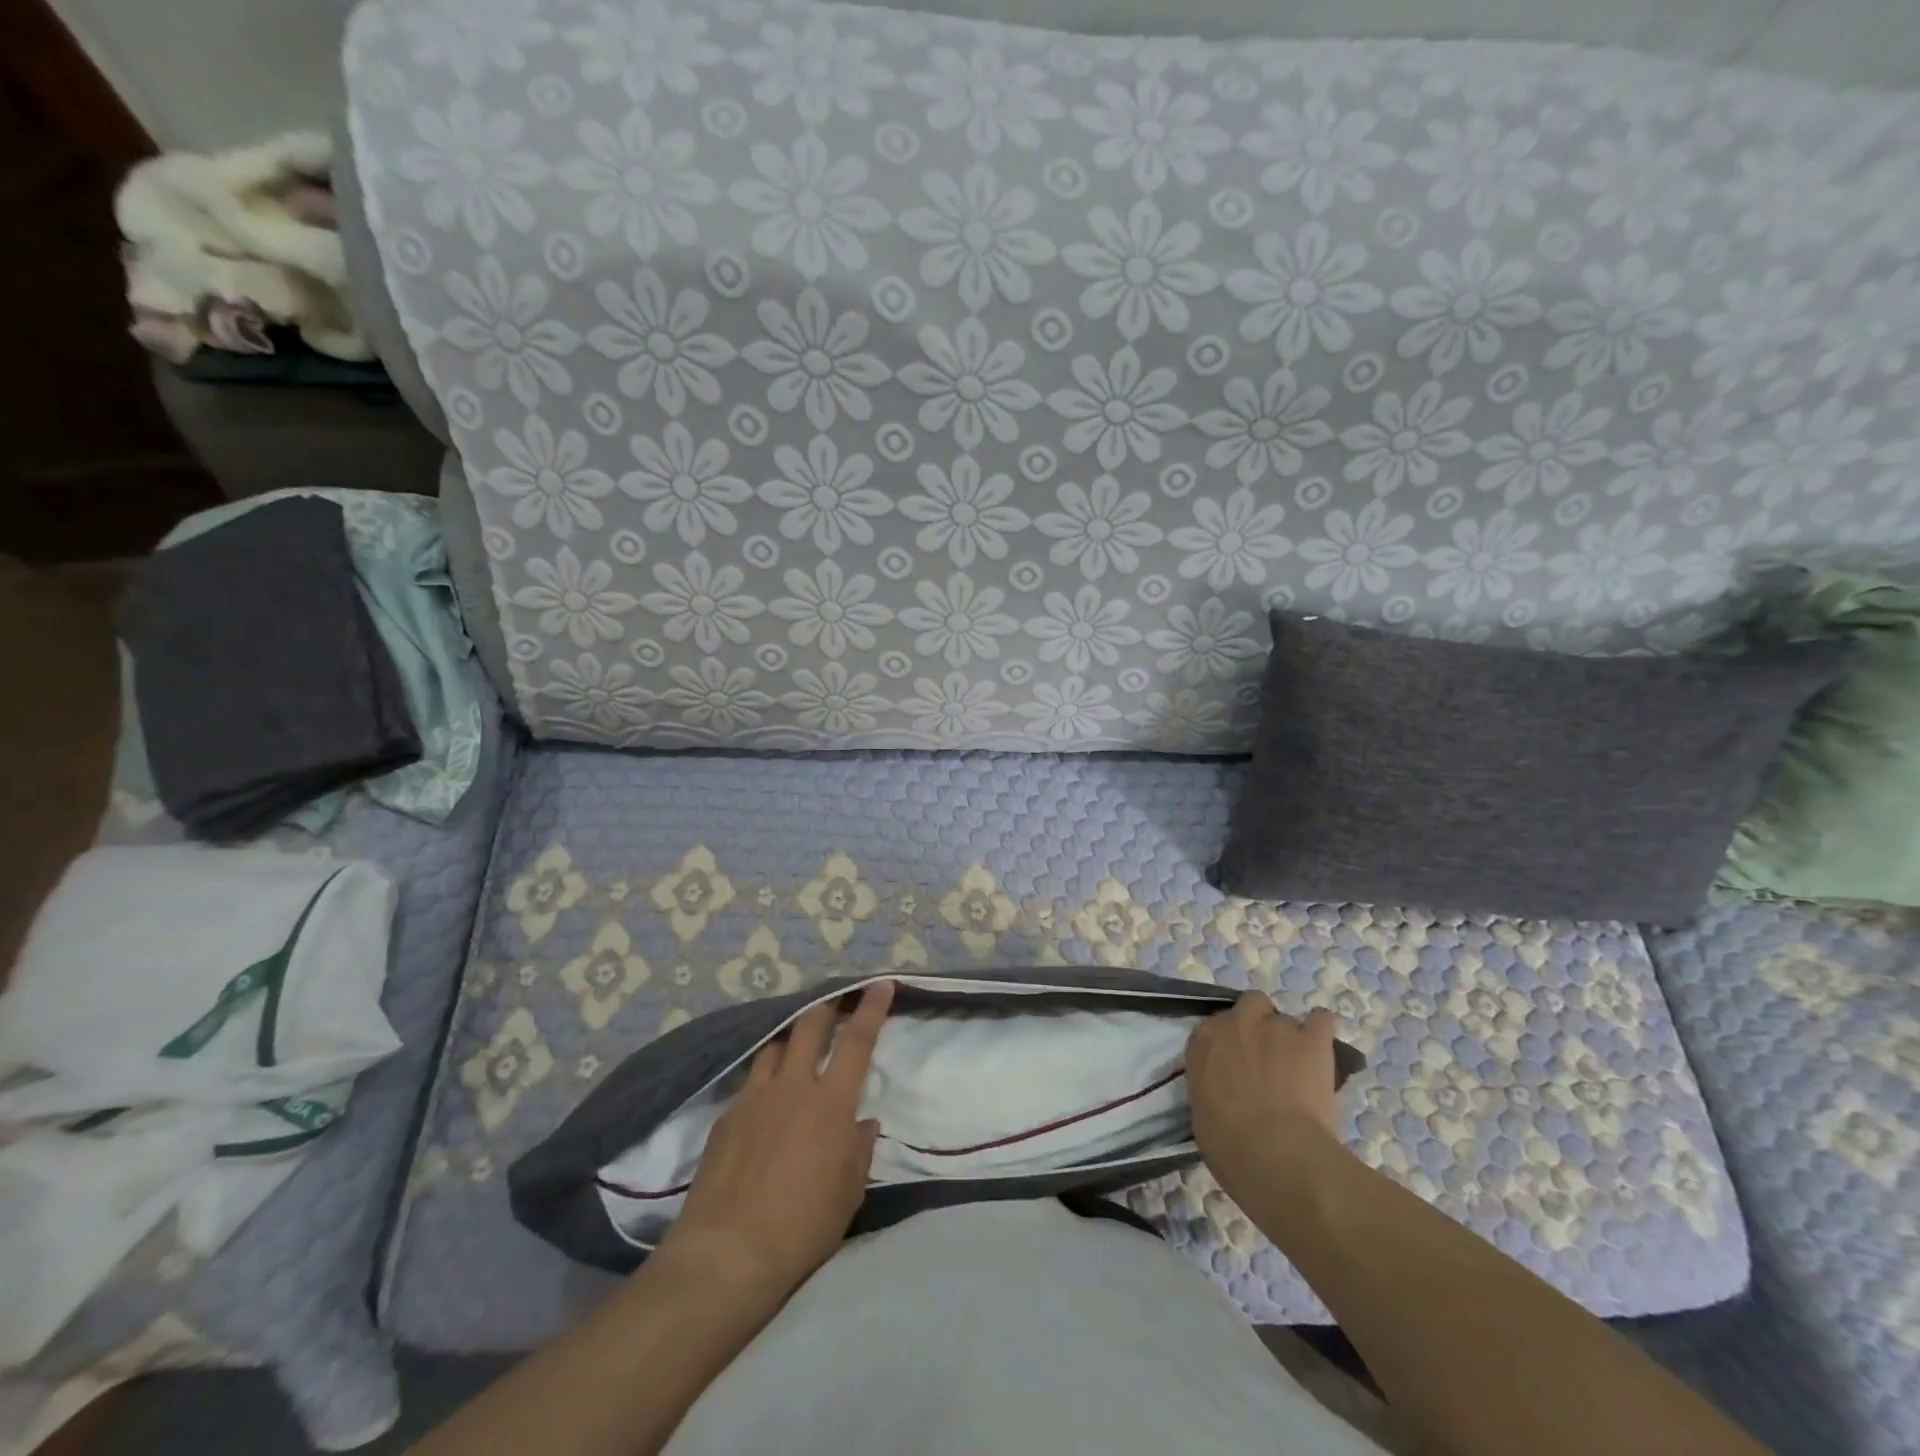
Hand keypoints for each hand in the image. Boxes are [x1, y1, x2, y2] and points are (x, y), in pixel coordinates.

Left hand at [660, 980, 893, 1302]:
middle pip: (810, 1026)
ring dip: (790, 1040)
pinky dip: (764, 1080)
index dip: (872, 1008)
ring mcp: (755, 1097)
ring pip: (774, 1046)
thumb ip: (858, 1149)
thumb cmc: (802, 1227)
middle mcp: (793, 1086)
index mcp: (831, 1102)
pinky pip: (750, 1081)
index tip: (881, 983)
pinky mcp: (726, 1115)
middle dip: (826, 1007)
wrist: (727, 1254)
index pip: (858, 1040)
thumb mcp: (848, 1193)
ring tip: (795, 1049)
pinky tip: (764, 1103)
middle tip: (835, 1002)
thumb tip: (863, 1122)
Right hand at [1186, 995, 1342, 1186]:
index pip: (1214, 1028)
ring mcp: (1276, 1027)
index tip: (1237, 1065)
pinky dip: (1323, 1030)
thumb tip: (1225, 1094)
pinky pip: (1322, 1020)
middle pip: (1251, 1004)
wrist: (1274, 1152)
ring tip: (1300, 1068)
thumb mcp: (1203, 1113)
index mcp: (1204, 1041)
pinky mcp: (1312, 1040)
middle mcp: (1237, 1023)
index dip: (1230, 1045)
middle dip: (1260, 1024)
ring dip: (1291, 1038)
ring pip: (1286, 1018)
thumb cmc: (1228, 1144)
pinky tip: (1324, 1050)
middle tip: (1268, 1057)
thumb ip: (1211, 1088)